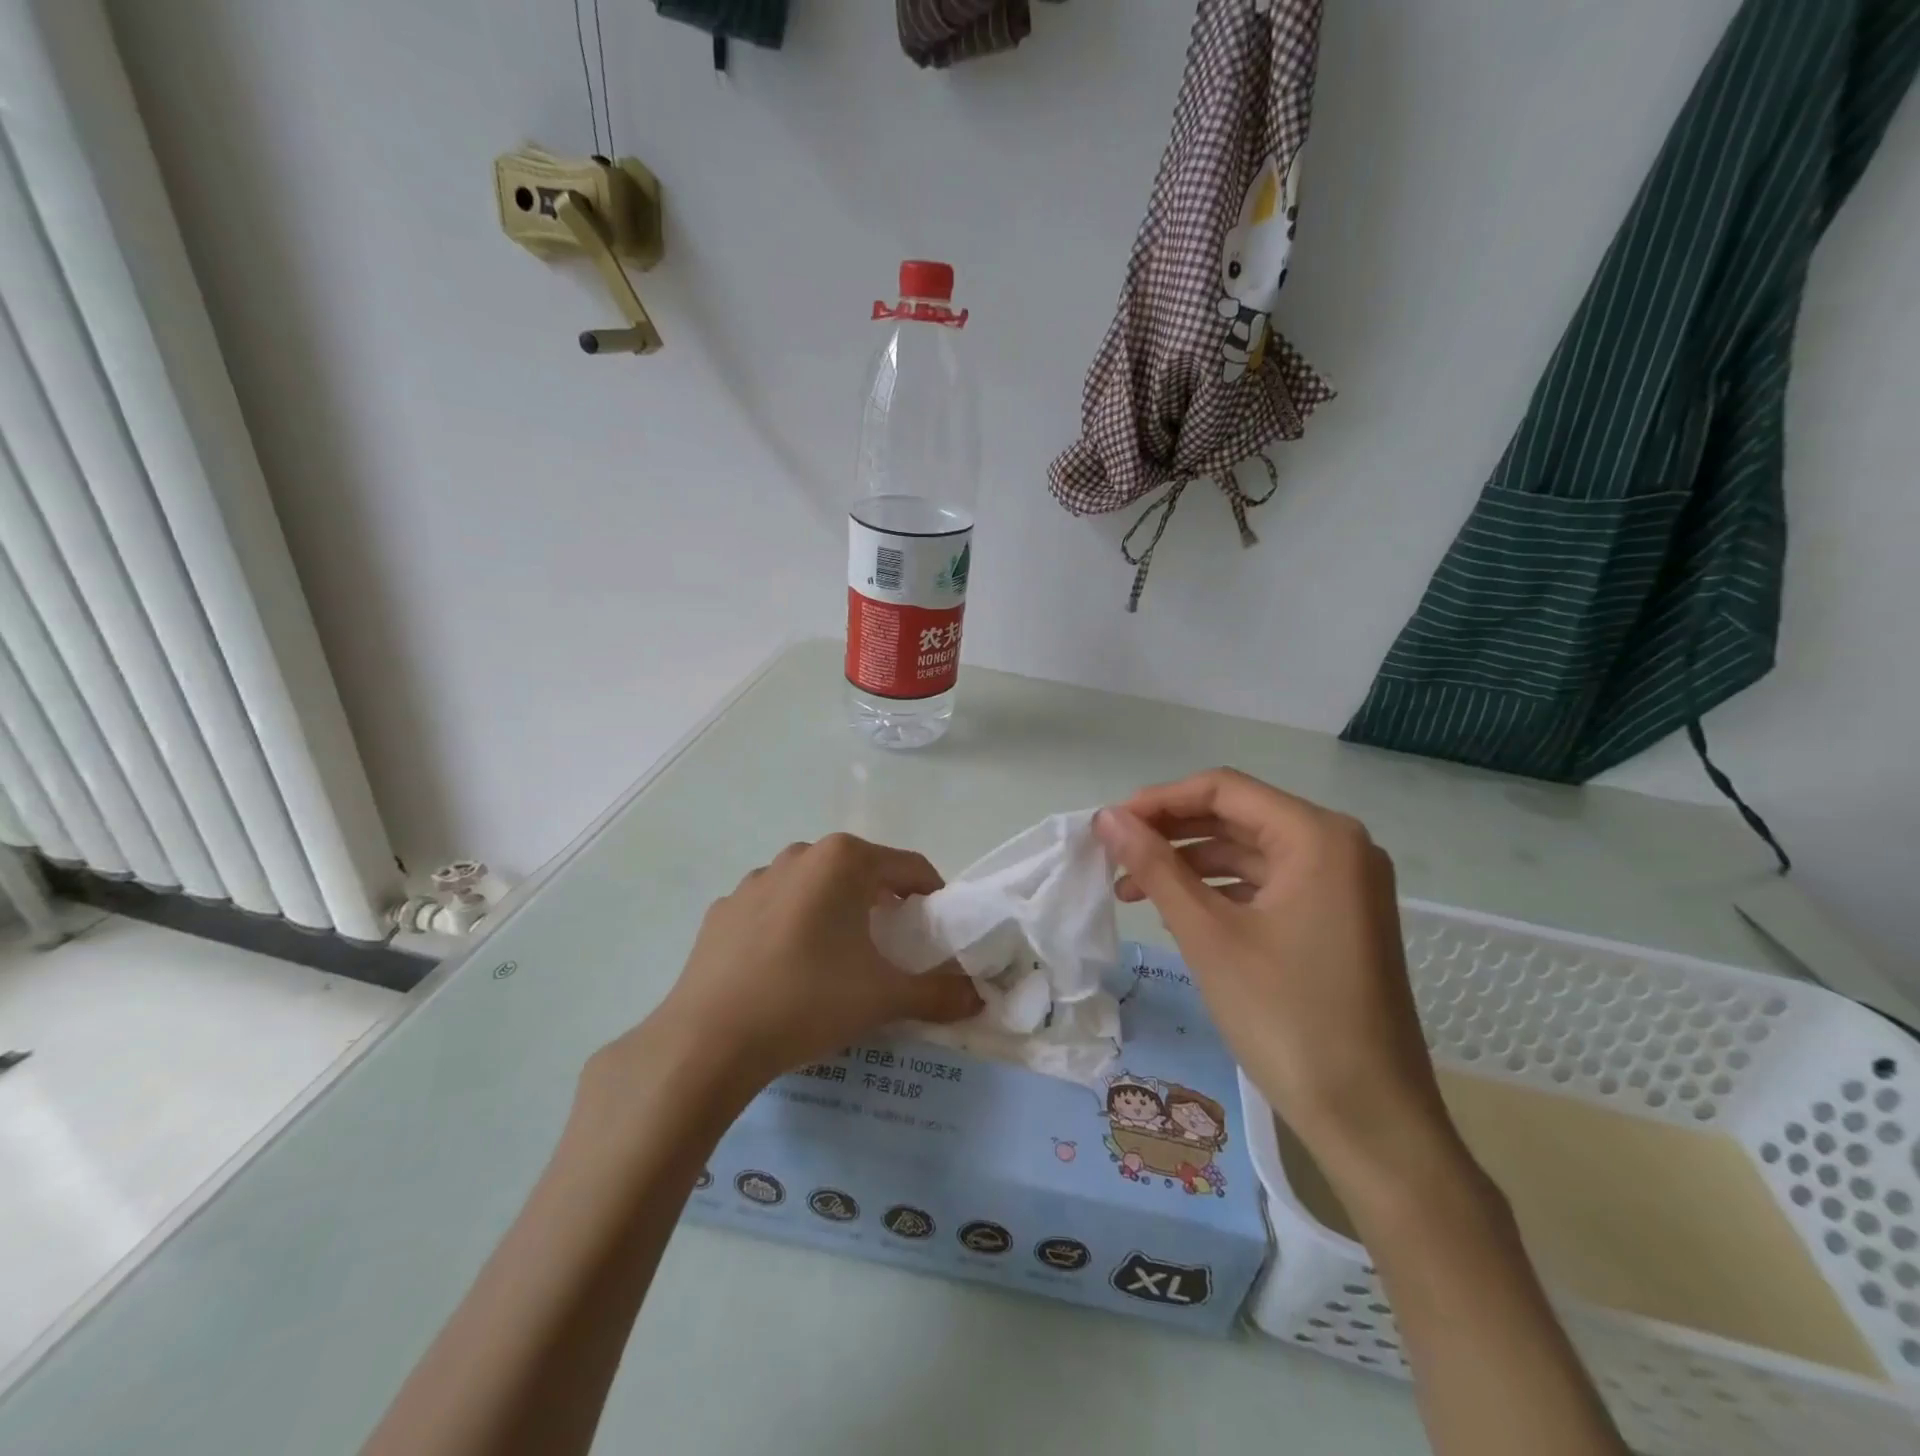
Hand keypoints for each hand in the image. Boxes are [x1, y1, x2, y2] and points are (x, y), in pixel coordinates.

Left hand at [641, 834, 981, 1096]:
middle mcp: (800, 855)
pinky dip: (792, 927)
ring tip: (838, 961)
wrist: (708, 1040)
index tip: (937, 934)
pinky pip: (774, 909)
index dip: (933, 898)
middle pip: (861, 872)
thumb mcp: (883, 997)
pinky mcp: (724, 909)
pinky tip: (787, 970)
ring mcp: (755, 879)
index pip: (910, 867)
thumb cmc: (808, 1000)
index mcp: (844, 860)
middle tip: (892, 949)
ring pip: (815, 887)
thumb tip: (979, 998)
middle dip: (884, 904)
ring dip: (836, 912)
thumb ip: (939, 993)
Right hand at [1095, 770, 1459, 1193]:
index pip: (1224, 789)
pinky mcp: (1338, 918)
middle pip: (1238, 816)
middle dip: (1171, 833)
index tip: (1109, 824)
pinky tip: (1178, 910)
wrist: (1371, 1122)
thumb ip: (1156, 867)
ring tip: (1132, 889)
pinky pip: (1269, 884)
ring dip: (1190, 864)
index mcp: (1318, 836)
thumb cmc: (1287, 1018)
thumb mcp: (1209, 935)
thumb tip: (1107, 817)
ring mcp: (1343, 884)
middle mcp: (1339, 846)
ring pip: (1250, 852)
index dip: (1160, 800)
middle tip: (1114, 855)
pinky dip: (1221, 891)